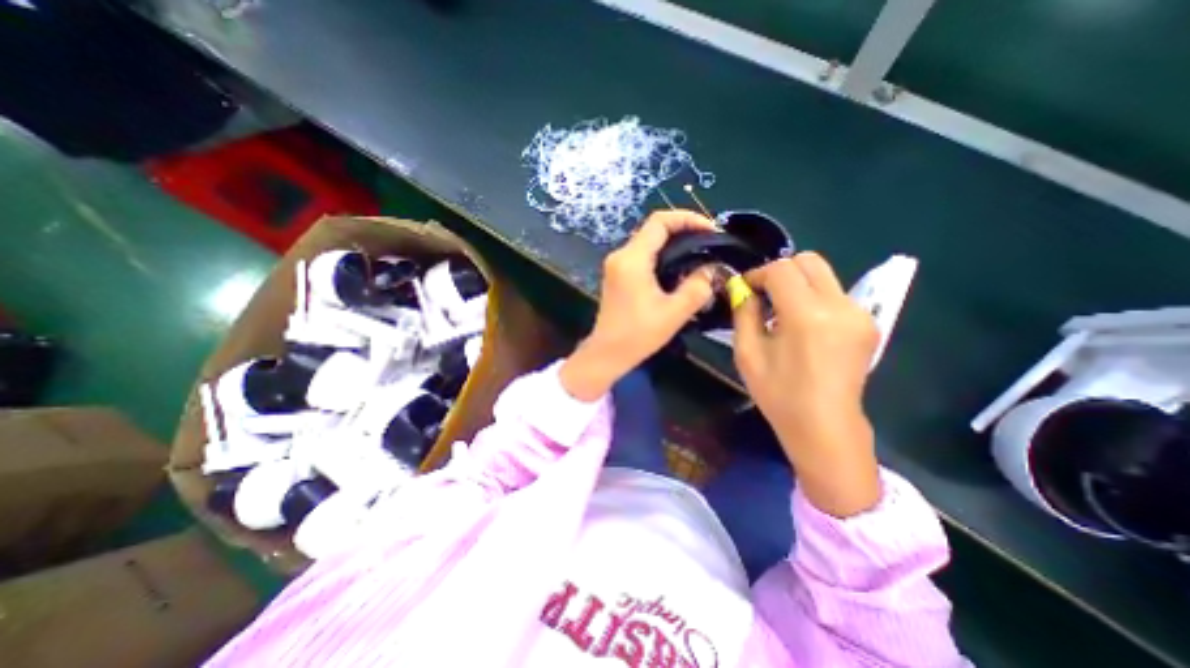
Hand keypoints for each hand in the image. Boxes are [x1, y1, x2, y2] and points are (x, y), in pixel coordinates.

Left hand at [561, 207, 713, 399]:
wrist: (607, 353)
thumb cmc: (638, 334)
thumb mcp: (674, 312)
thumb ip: (697, 287)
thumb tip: (713, 269)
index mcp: (632, 259)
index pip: (660, 222)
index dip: (688, 218)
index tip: (711, 230)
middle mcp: (621, 255)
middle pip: (653, 229)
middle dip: (683, 230)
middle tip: (709, 243)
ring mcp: (617, 265)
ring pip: (648, 242)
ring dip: (674, 243)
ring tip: (699, 254)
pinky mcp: (617, 275)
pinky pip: (642, 255)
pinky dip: (662, 255)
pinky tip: (679, 268)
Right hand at [736, 253, 882, 518]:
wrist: (824, 426)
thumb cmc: (779, 394)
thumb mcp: (748, 353)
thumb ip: (743, 312)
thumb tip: (742, 287)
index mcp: (807, 315)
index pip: (781, 269)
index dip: (758, 274)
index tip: (744, 290)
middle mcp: (840, 306)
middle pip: (809, 261)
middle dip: (780, 271)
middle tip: (763, 296)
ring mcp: (859, 314)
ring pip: (823, 275)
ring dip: (796, 284)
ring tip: (780, 313)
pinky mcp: (867, 323)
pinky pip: (834, 293)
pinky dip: (812, 297)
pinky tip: (801, 325)